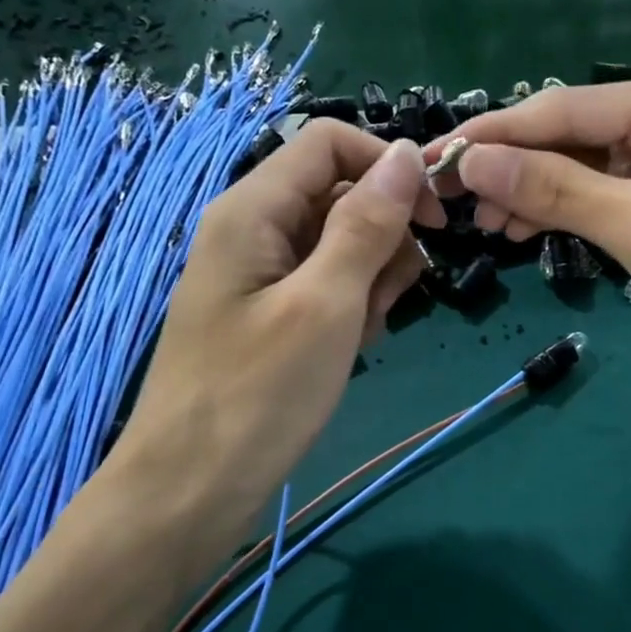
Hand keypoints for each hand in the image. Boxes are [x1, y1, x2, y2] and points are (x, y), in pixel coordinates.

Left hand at [107, 119, 442, 526]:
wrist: (193, 488)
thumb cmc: (259, 394)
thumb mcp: (326, 304)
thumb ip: (367, 224)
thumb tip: (407, 154)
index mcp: (253, 208)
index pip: (330, 143)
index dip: (388, 167)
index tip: (437, 219)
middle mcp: (253, 228)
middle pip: (341, 194)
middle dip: (383, 238)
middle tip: (386, 300)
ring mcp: (261, 273)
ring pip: (341, 243)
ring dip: (372, 278)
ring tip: (363, 332)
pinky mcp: (270, 312)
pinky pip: (327, 284)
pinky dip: (351, 307)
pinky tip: (349, 347)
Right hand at [428, 67, 630, 397]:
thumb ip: (554, 189)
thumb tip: (472, 159)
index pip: (565, 109)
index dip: (498, 135)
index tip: (436, 157)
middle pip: (573, 136)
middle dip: (516, 168)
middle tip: (457, 203)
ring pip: (583, 170)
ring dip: (535, 194)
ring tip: (487, 225)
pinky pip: (603, 199)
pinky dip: (565, 214)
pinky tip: (526, 231)